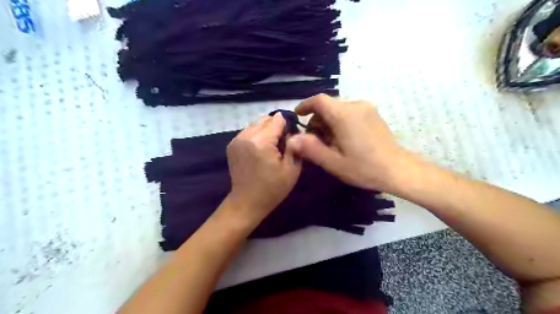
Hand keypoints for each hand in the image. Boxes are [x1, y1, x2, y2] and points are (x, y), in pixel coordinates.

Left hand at [225, 113, 301, 222]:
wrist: (247, 202)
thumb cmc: (272, 189)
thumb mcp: (292, 169)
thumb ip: (294, 145)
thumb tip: (293, 130)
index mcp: (261, 142)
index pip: (277, 120)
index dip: (287, 125)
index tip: (291, 137)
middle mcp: (246, 136)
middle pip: (265, 119)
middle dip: (276, 127)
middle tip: (282, 144)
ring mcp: (236, 140)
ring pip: (256, 124)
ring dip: (266, 131)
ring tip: (270, 148)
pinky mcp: (231, 144)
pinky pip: (248, 131)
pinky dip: (257, 135)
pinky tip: (260, 150)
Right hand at [289, 94, 409, 191]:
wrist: (398, 170)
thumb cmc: (365, 168)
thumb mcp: (334, 162)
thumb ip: (311, 149)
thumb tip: (292, 139)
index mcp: (344, 115)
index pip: (319, 100)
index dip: (305, 105)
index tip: (298, 115)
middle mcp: (356, 106)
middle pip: (328, 106)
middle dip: (317, 120)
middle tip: (315, 141)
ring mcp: (367, 109)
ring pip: (339, 109)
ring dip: (329, 122)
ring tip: (329, 143)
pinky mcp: (373, 114)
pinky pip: (350, 112)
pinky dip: (340, 122)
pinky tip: (344, 140)